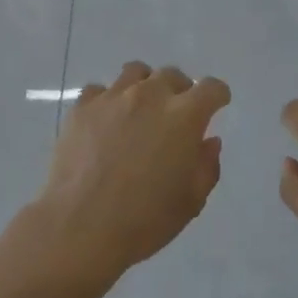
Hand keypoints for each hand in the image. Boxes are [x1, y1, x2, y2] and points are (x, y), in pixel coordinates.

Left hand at [33, 62, 229, 289]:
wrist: (80, 226)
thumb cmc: (144, 219)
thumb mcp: (191, 201)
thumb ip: (206, 165)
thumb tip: (208, 140)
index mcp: (184, 116)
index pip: (211, 88)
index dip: (217, 96)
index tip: (215, 106)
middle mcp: (150, 95)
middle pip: (172, 75)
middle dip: (180, 91)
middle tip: (175, 116)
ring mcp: (113, 97)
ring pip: (135, 72)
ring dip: (145, 86)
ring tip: (140, 111)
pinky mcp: (83, 106)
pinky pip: (100, 90)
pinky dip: (108, 100)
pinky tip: (106, 122)